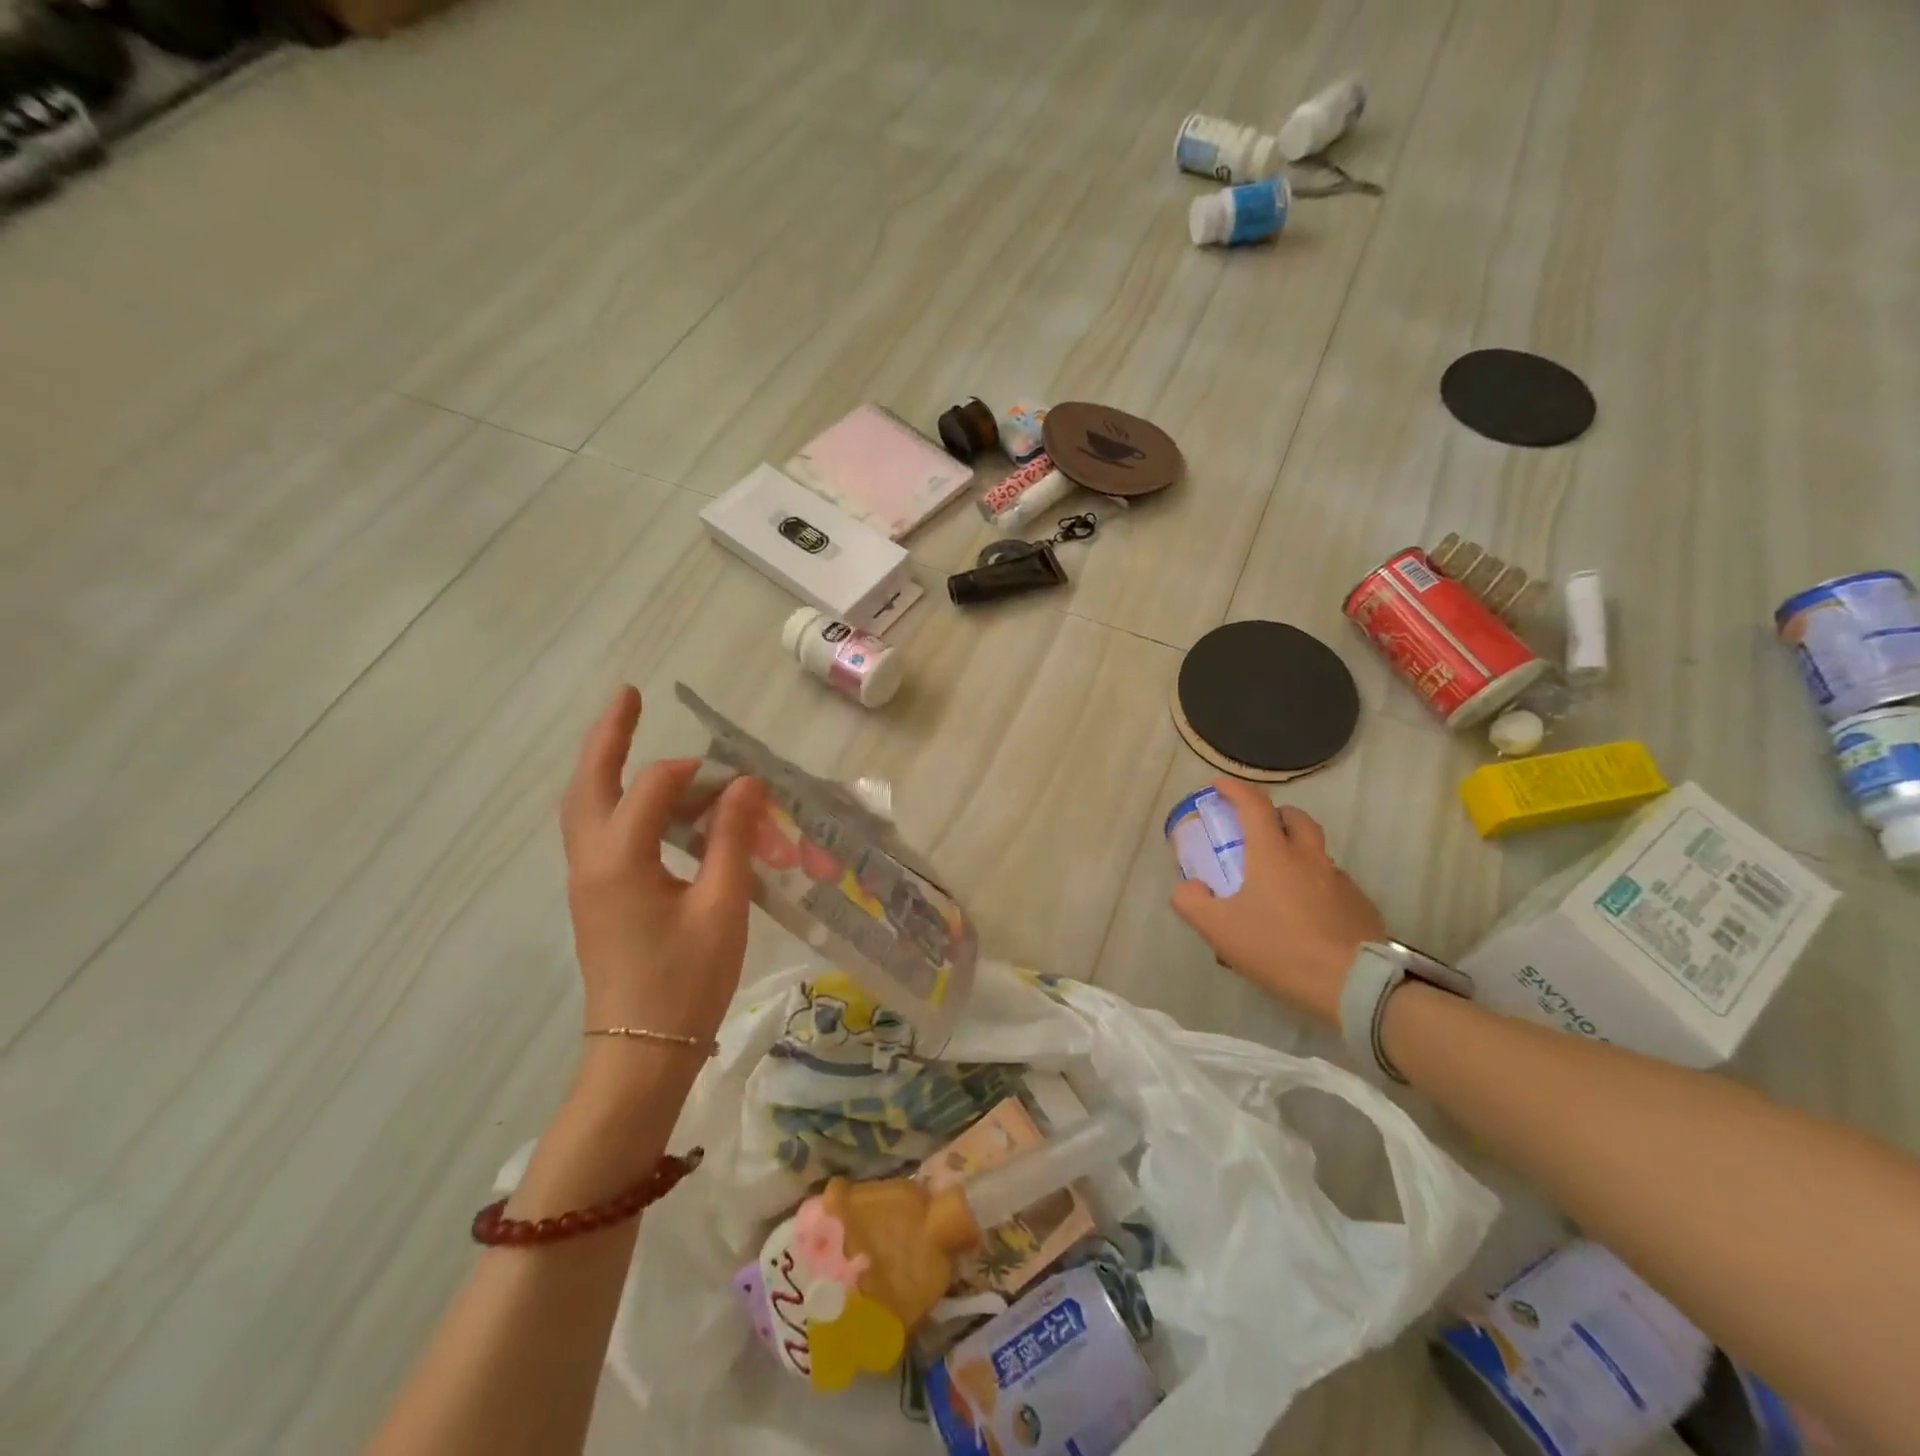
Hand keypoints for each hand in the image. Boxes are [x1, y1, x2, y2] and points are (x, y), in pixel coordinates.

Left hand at [560, 686, 765, 1092]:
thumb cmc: (686, 982)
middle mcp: (591, 861)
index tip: (743, 783)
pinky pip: (598, 831)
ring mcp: (586, 880)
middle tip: (629, 694)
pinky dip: (616, 801)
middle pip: (589, 782)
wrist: (640, 1053)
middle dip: (609, 735)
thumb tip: (746, 784)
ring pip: (585, 806)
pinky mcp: (595, 897)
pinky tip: (647, 805)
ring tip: (627, 733)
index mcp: (621, 860)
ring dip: (606, 766)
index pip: (655, 787)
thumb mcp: (722, 907)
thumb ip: (731, 840)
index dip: (700, 773)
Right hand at [1170, 778, 1385, 1025]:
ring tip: (1280, 882)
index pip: (1253, 805)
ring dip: (1297, 852)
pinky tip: (1307, 916)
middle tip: (1257, 832)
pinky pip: (1333, 883)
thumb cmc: (1279, 948)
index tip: (1218, 785)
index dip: (1234, 789)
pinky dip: (1316, 885)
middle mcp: (1309, 857)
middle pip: (1295, 818)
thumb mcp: (1219, 930)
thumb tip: (1187, 887)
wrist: (1353, 985)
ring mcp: (1340, 880)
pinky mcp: (1360, 905)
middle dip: (1275, 815)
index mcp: (1273, 854)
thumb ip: (1192, 902)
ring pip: (1316, 851)